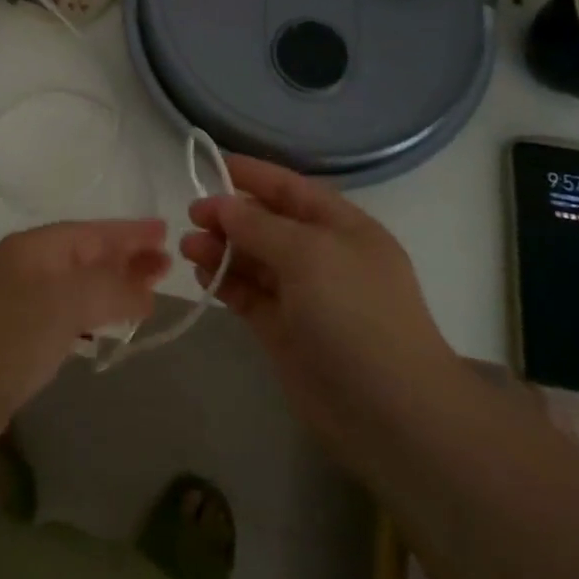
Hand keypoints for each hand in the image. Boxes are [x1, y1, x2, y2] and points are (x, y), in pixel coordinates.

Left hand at [0, 219, 170, 467]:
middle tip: (166, 265)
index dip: (128, 232)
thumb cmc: (5, 341)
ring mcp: (17, 303)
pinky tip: (105, 325)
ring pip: (77, 285)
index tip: (166, 233)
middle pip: (85, 255)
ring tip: (148, 293)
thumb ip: (110, 288)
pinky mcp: (14, 339)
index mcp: (33, 248)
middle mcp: (25, 267)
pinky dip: (92, 313)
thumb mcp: (64, 303)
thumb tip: (146, 287)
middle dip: (124, 257)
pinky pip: (65, 314)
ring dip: (112, 286)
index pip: (91, 231)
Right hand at [181, 156, 462, 469]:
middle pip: (268, 224)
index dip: (253, 175)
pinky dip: (226, 283)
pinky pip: (249, 295)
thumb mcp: (309, 254)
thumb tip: (223, 205)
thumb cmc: (355, 315)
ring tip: (187, 247)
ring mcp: (304, 296)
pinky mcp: (285, 332)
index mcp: (343, 227)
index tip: (212, 166)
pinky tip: (203, 275)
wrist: (391, 413)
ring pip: (254, 260)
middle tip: (192, 216)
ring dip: (222, 249)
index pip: (291, 188)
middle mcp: (323, 257)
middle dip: (230, 216)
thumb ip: (260, 226)